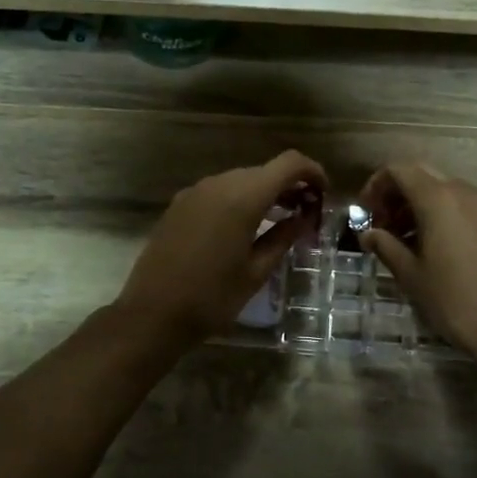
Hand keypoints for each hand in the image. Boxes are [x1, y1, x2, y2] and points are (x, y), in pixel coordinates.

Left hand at [114, 150, 327, 344]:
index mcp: (242, 197)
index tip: (324, 194)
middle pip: (264, 170)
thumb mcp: (256, 272)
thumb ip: (283, 237)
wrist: (152, 313)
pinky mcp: (180, 204)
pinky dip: (240, 199)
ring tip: (280, 220)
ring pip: (241, 179)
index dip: (312, 172)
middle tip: (306, 214)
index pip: (288, 164)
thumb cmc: (212, 298)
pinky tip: (245, 226)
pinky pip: (219, 191)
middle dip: (290, 186)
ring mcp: (195, 192)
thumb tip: (303, 218)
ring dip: (264, 192)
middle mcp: (219, 184)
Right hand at [358, 163, 476, 358]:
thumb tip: (368, 234)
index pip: (399, 170)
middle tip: (382, 223)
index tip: (366, 211)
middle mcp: (464, 193)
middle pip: (423, 176)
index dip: (377, 185)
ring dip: (421, 205)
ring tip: (406, 239)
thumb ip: (386, 246)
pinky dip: (444, 215)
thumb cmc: (453, 299)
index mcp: (437, 199)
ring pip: (446, 190)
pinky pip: (466, 207)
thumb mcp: (410, 275)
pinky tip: (437, 247)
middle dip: (398, 194)